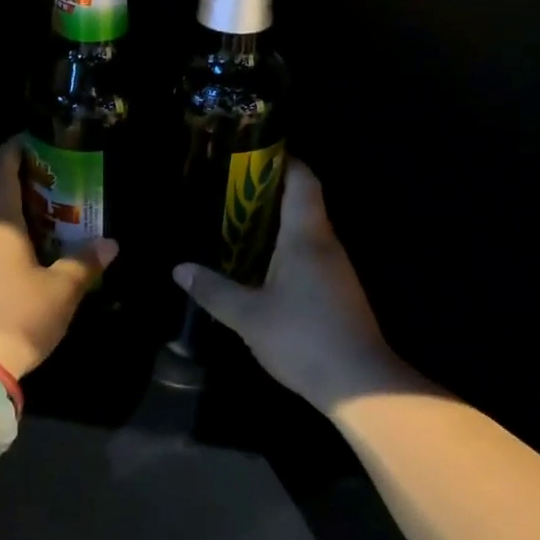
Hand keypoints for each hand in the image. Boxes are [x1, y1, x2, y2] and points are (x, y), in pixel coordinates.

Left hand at [0, 139, 118, 379]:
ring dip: (9, 206)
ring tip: (43, 210)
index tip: (39, 141)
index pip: (0, 166)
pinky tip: (24, 246)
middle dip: (18, 177)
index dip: (16, 148)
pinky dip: (1, 230)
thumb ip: (85, 263)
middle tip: (52, 178)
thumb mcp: (61, 290)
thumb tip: (110, 244)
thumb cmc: (17, 316)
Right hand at [173, 160, 429, 414]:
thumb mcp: (248, 315)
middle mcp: (326, 243)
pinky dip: (285, 248)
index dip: (282, 160)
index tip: (252, 155)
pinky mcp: (339, 290)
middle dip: (269, 192)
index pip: (302, 180)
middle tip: (230, 192)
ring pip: (306, 230)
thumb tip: (179, 269)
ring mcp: (337, 268)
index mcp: (306, 236)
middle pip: (303, 201)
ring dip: (276, 223)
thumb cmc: (302, 338)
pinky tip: (260, 266)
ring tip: (237, 225)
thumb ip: (213, 290)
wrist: (360, 384)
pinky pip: (310, 254)